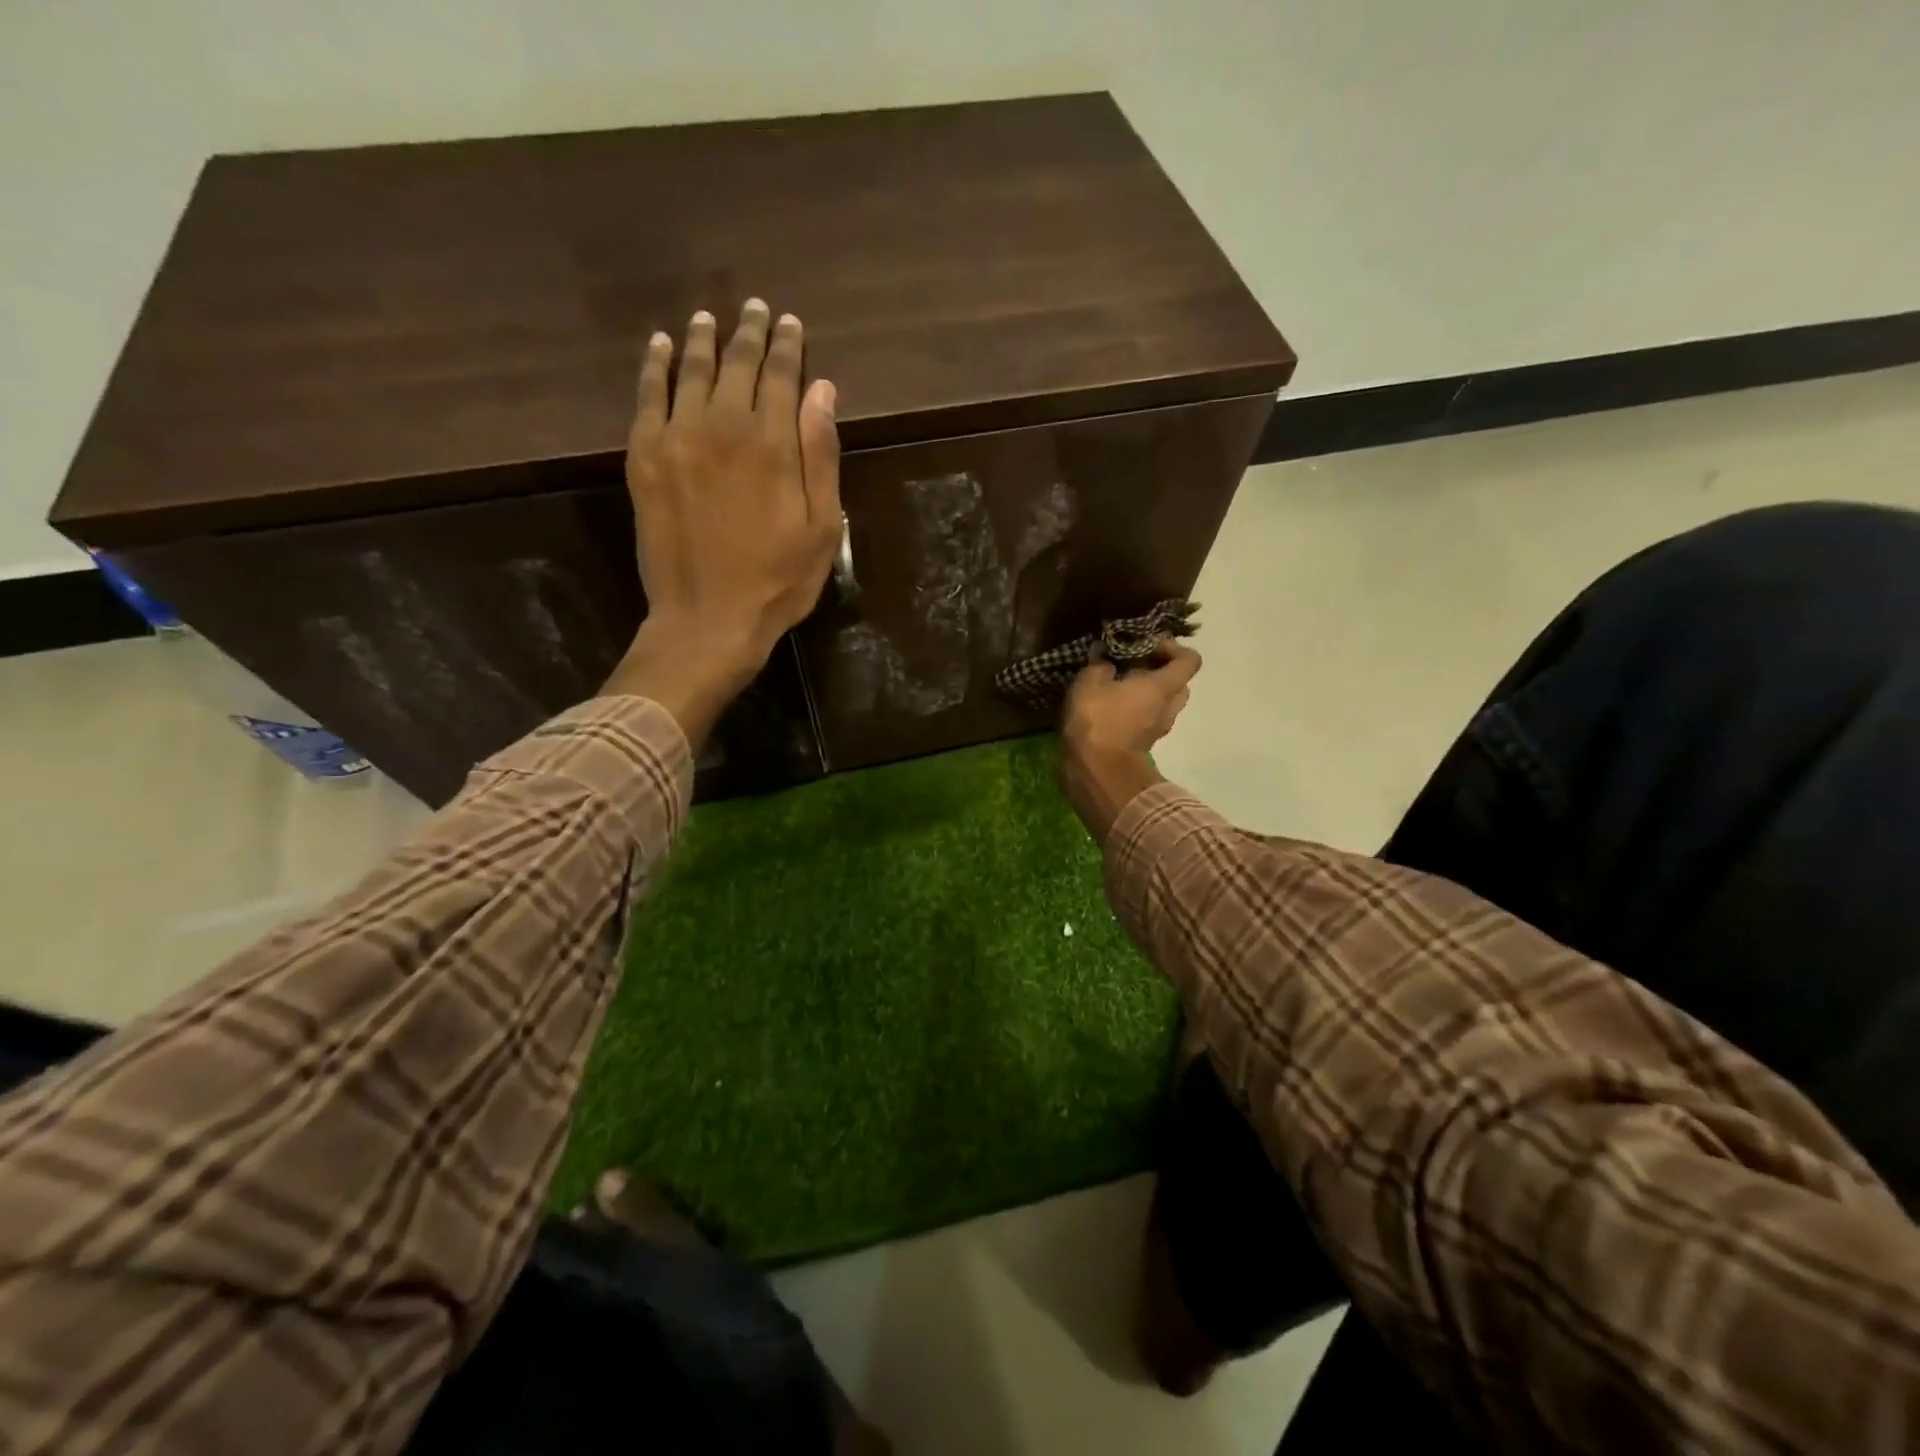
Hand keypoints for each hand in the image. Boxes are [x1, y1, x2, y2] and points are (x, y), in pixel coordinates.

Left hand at [604, 300, 840, 744]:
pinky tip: (660, 346)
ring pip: (691, 371)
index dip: (786, 346)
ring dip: (702, 341)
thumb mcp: (822, 527)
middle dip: (748, 334)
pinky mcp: (645, 458)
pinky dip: (654, 366)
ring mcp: (677, 438)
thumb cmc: (778, 581)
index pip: (781, 376)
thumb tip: (823, 389)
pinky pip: (647, 396)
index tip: (788, 323)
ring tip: (709, 318)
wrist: (707, 620)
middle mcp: (723, 426)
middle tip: (755, 309)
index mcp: (773, 444)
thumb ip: (822, 455)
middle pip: (736, 366)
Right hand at [1058, 640, 1200, 843]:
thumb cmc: (1098, 720)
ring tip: (1117, 688)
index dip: (1172, 647)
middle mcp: (1169, 707)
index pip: (1189, 659)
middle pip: (1179, 682)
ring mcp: (1158, 729)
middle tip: (1132, 666)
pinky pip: (1147, 720)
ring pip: (1163, 704)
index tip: (1146, 645)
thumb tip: (1105, 657)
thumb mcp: (1091, 681)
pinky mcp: (1143, 744)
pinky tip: (1109, 709)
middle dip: (1159, 671)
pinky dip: (1135, 712)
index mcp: (1164, 686)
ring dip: (1147, 694)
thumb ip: (1100, 664)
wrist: (1096, 771)